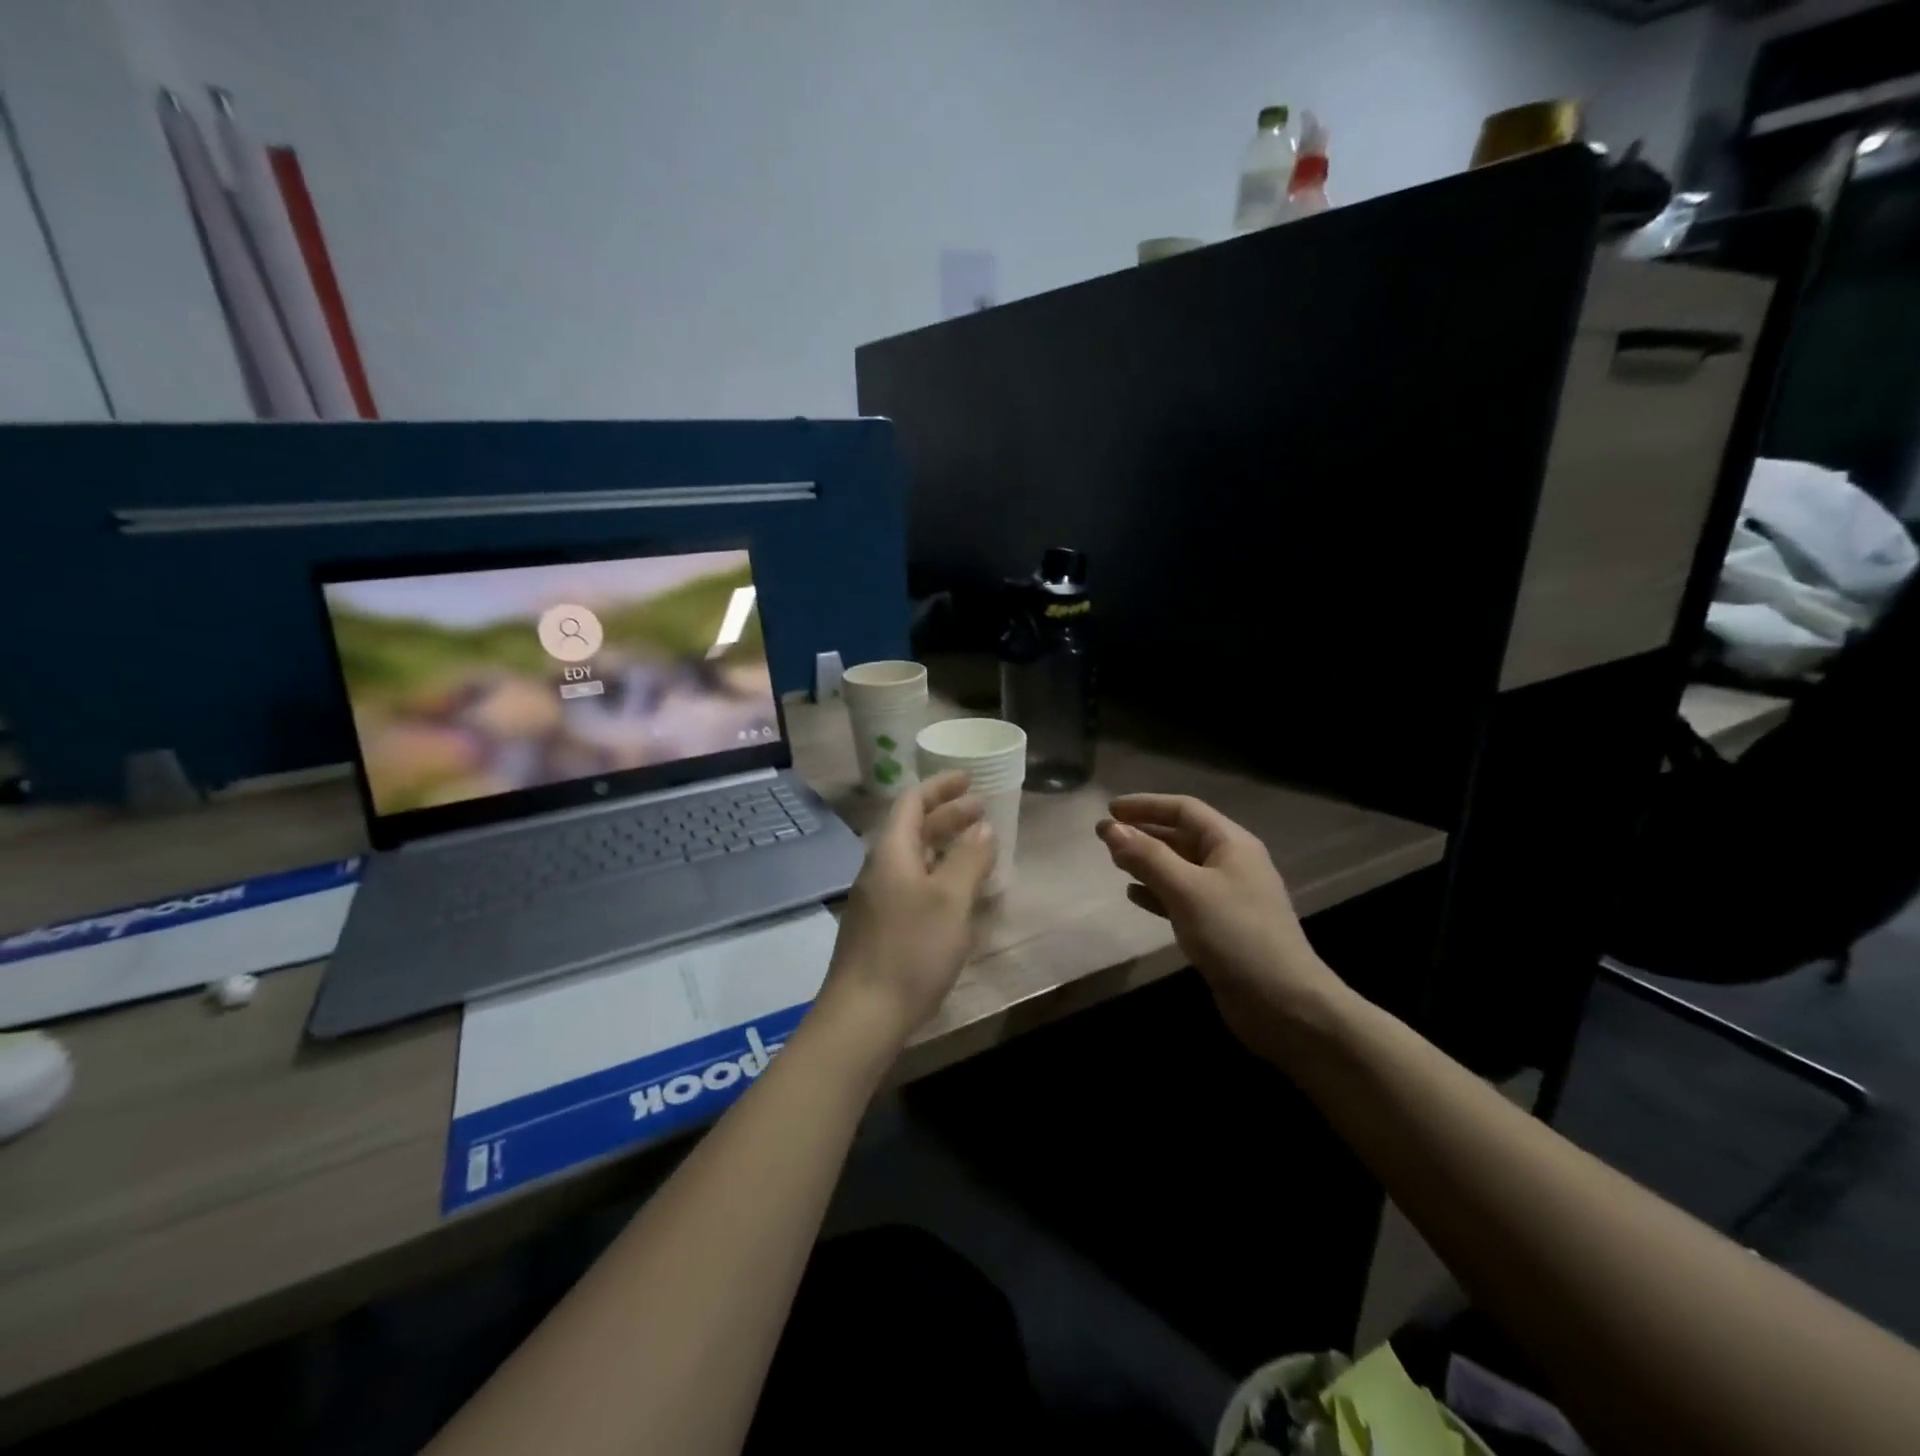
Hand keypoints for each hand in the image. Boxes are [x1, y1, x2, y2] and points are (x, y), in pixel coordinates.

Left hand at [820, 771, 995, 1049]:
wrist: (863, 1015)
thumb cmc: (911, 949)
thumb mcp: (950, 900)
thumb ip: (968, 859)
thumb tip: (982, 828)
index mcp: (891, 852)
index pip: (912, 802)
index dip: (941, 787)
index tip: (969, 779)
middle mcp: (879, 869)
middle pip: (912, 829)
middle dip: (947, 816)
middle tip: (982, 811)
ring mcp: (876, 900)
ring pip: (913, 859)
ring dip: (943, 846)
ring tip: (975, 848)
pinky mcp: (880, 928)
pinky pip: (912, 885)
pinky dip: (937, 875)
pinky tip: (956, 894)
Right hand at [1097, 794, 1343, 1062]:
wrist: (1284, 1004)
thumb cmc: (1235, 935)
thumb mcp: (1187, 890)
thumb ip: (1147, 857)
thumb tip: (1110, 828)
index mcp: (1231, 844)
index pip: (1184, 810)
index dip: (1146, 805)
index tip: (1110, 809)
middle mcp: (1231, 864)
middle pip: (1182, 836)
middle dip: (1144, 832)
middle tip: (1105, 836)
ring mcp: (1227, 897)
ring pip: (1180, 867)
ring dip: (1148, 861)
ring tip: (1114, 862)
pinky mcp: (1220, 927)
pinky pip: (1182, 897)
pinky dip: (1157, 892)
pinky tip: (1134, 896)